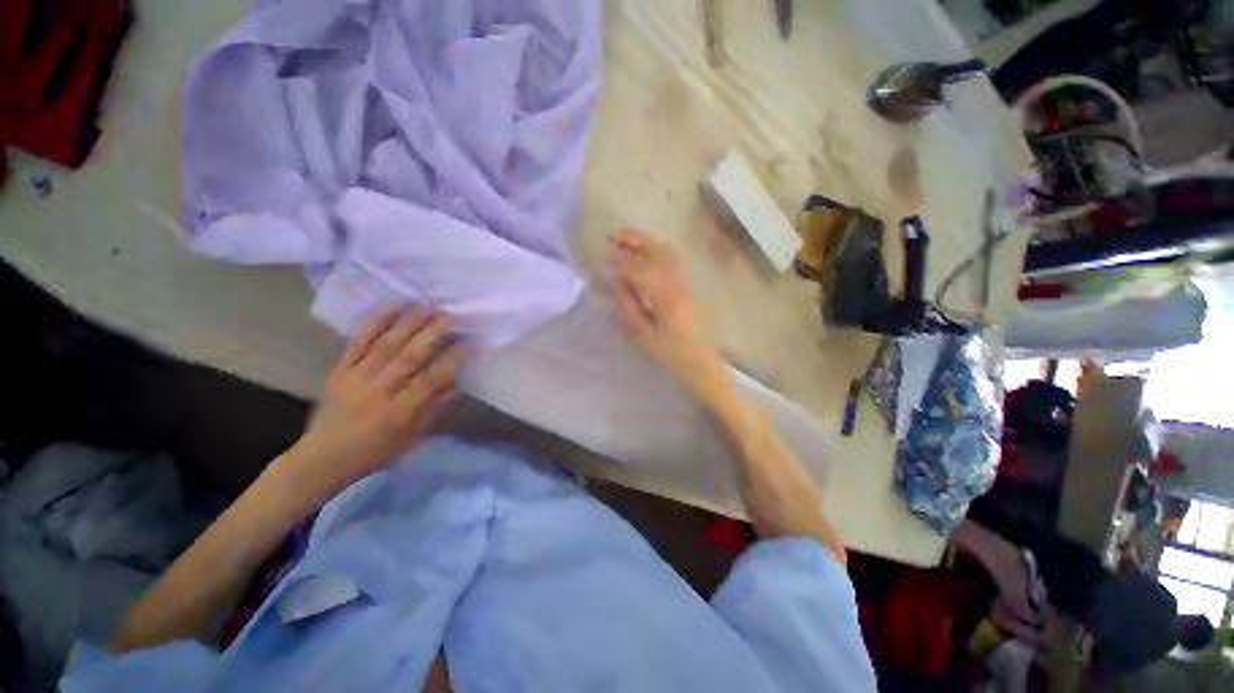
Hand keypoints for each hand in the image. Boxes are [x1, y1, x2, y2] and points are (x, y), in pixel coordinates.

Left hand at [288, 307, 465, 496]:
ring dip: (407, 323)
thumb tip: (456, 383)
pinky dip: (376, 322)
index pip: (430, 380)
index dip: (452, 360)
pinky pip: (358, 342)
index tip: (470, 343)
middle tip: (449, 316)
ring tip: (427, 306)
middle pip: (407, 357)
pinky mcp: (339, 370)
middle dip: (431, 334)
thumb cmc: (375, 452)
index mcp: (398, 413)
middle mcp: (377, 392)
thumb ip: (434, 408)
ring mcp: (355, 378)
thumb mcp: (411, 438)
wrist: (322, 457)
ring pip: (385, 345)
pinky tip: (393, 307)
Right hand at [607, 228, 725, 398]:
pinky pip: (672, 263)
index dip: (623, 260)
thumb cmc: (672, 354)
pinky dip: (658, 252)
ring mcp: (685, 285)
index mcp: (665, 297)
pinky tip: (648, 253)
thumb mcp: (645, 335)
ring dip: (648, 243)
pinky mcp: (687, 289)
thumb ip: (629, 307)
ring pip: (667, 255)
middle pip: (658, 253)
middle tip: (616, 234)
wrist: (701, 364)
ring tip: (629, 239)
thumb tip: (617, 283)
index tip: (607, 252)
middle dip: (637, 241)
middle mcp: (677, 284)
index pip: (641, 270)